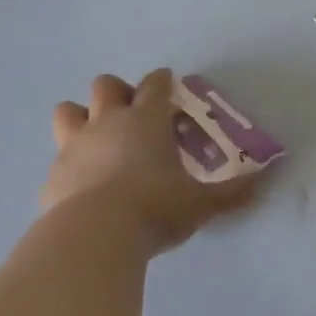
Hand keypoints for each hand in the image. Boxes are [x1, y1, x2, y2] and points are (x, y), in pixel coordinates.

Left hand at [42, 68, 263, 250]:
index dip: (162, 81)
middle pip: (105, 85)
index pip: (155, 84)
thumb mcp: (201, 204)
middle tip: (131, 114)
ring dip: (81, 117)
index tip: (167, 83)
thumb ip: (231, 193)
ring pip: (68, 111)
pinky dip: (70, 164)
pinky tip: (81, 184)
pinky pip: (58, 158)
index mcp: (147, 120)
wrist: (95, 235)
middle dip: (117, 92)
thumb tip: (263, 182)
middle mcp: (108, 122)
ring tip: (96, 138)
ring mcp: (75, 145)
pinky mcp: (53, 174)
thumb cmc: (155, 208)